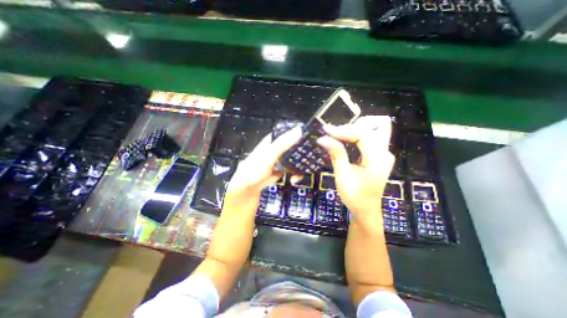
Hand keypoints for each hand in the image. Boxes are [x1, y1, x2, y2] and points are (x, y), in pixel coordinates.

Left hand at [227, 125, 305, 198]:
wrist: (247, 189)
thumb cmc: (255, 169)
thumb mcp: (270, 154)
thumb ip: (283, 143)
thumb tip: (298, 130)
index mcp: (271, 141)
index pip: (287, 133)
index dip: (298, 134)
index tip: (309, 139)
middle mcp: (276, 149)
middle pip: (292, 146)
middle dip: (301, 153)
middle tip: (308, 159)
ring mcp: (278, 160)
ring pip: (293, 158)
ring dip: (298, 166)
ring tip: (298, 175)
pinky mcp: (280, 170)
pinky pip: (290, 169)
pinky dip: (294, 173)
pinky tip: (294, 179)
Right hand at [319, 115, 395, 223]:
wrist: (366, 209)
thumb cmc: (354, 197)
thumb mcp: (343, 177)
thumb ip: (336, 154)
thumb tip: (322, 138)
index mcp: (378, 160)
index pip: (363, 134)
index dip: (343, 130)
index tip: (326, 130)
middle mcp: (385, 152)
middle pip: (376, 124)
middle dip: (354, 125)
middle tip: (336, 134)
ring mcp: (383, 152)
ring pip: (374, 127)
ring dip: (356, 128)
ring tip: (339, 137)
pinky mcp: (378, 154)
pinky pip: (370, 135)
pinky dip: (356, 134)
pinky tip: (344, 141)